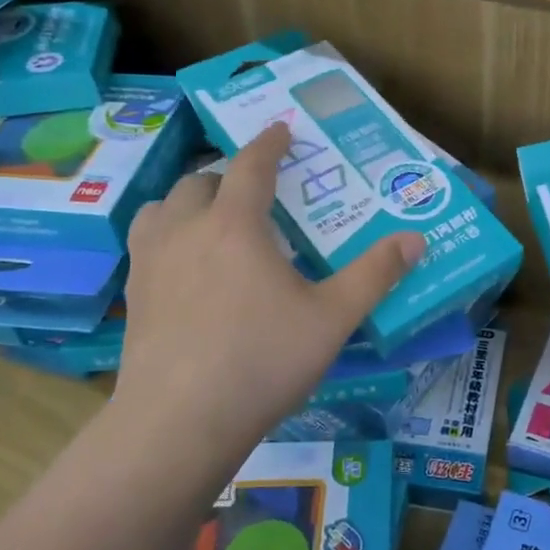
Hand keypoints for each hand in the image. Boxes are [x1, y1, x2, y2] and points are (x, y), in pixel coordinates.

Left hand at [107, 124, 423, 492]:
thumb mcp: (332, 319)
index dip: (269, 143)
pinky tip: (183, 264)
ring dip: (189, 200)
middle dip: (229, 175)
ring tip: (211, 218)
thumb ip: (374, 275)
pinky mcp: (134, 294)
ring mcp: (151, 261)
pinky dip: (166, 233)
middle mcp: (187, 229)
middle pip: (201, 181)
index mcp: (236, 225)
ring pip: (163, 206)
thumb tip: (415, 238)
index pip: (251, 165)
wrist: (179, 421)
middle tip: (256, 191)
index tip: (281, 129)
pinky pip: (146, 241)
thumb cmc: (262, 361)